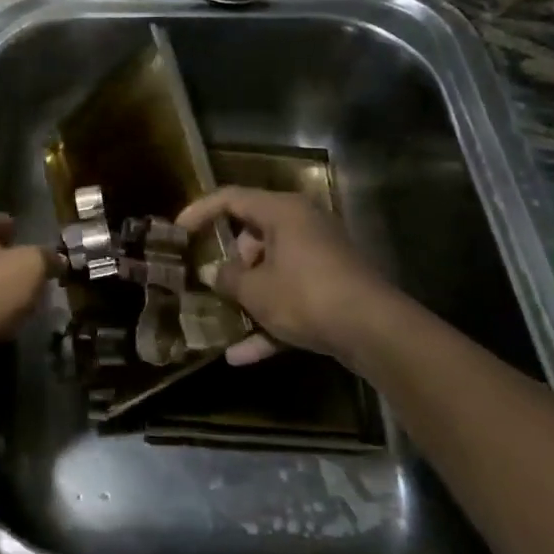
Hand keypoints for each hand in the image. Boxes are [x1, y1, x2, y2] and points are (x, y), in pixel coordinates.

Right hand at [176, 187, 410, 370]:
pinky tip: (242, 355)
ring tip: (221, 318)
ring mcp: (321, 258)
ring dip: (248, 296)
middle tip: (210, 281)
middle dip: (230, 262)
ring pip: (273, 269)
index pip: (231, 198)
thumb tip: (214, 274)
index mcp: (282, 212)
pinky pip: (292, 297)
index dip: (200, 211)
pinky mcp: (333, 288)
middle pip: (254, 234)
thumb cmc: (306, 296)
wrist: (375, 332)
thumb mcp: (255, 290)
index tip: (178, 232)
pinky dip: (270, 319)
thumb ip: (227, 279)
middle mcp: (303, 226)